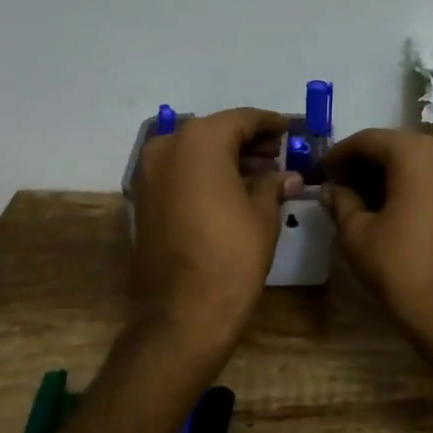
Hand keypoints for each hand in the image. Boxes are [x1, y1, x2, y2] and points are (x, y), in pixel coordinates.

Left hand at [132, 107, 301, 347]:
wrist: (182, 313)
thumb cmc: (231, 256)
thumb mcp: (263, 215)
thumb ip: (273, 184)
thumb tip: (288, 176)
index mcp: (199, 141)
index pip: (241, 119)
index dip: (270, 123)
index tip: (290, 129)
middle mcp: (167, 147)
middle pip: (215, 132)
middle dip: (247, 141)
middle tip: (278, 152)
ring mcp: (148, 173)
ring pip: (194, 152)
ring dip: (225, 158)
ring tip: (261, 173)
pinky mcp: (142, 199)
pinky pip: (179, 173)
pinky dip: (204, 174)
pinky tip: (232, 190)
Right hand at [321, 129, 432, 372]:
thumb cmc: (403, 269)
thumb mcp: (358, 235)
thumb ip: (341, 203)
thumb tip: (331, 189)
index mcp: (416, 153)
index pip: (369, 139)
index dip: (339, 153)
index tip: (319, 171)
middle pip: (394, 146)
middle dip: (363, 162)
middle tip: (336, 184)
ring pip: (416, 161)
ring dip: (386, 173)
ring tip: (357, 197)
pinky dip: (409, 184)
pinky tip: (388, 206)